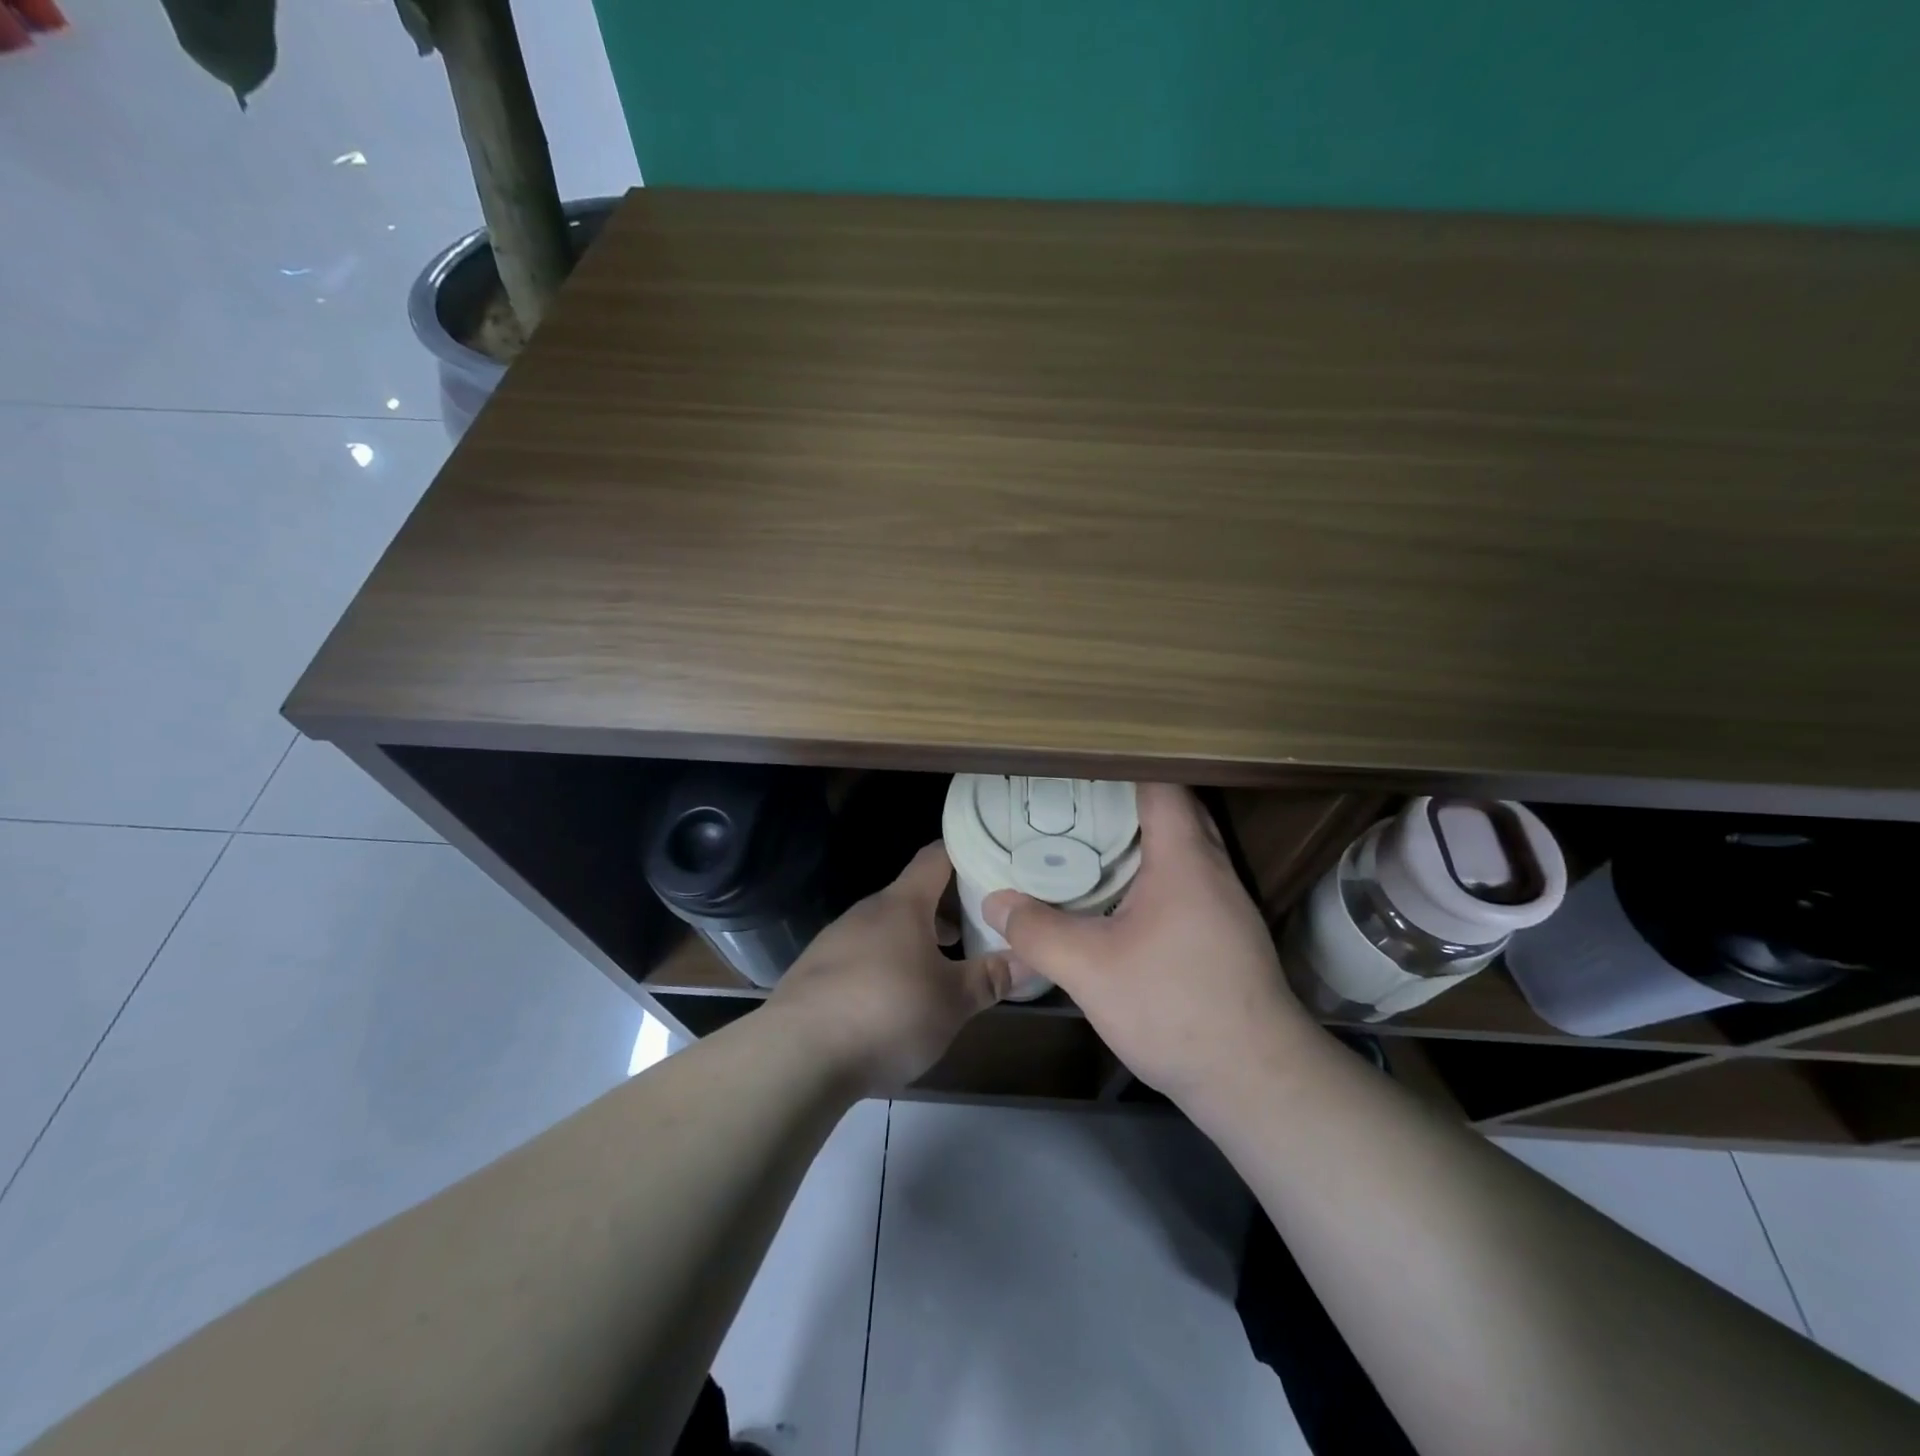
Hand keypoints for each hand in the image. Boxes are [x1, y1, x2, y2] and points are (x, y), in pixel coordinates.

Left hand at [768, 843, 1012, 1094]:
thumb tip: (1030, 960)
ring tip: (943, 967)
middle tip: (979, 927)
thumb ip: (991, 978)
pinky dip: (886, 963)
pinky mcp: (815, 972)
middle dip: (946, 908)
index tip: (991, 860)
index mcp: (902, 905)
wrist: (797, 1056)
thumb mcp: (952, 1002)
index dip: (963, 853)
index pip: (935, 857)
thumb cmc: (887, 1013)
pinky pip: (861, 954)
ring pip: (886, 927)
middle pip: (912, 895)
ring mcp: (835, 940)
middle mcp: (866, 912)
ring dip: (916, 939)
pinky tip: (895, 999)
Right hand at [983, 783, 1312, 1109]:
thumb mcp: (1090, 969)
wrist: (1255, 1080)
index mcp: (1185, 858)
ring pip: (1180, 850)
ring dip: (1139, 841)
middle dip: (1123, 802)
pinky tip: (1116, 901)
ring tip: (1085, 845)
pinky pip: (1185, 882)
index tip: (1076, 770)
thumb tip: (995, 902)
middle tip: (1070, 806)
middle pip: (1172, 812)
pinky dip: (1151, 876)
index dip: (1120, 769)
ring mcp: (1225, 904)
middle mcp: (1212, 869)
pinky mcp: (1226, 935)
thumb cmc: (1174, 1007)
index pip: (1160, 785)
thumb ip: (1037, 931)